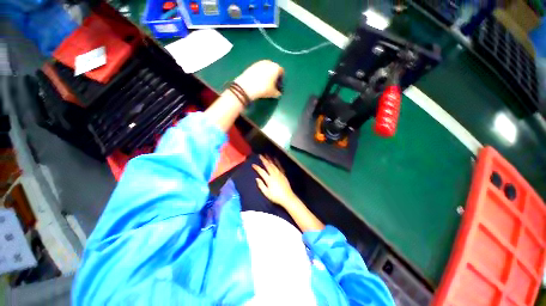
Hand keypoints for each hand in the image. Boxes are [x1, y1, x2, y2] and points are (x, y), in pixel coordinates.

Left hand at [234, 60, 283, 100]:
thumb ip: (278, 93)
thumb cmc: (263, 89)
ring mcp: (260, 62)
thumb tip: (279, 94)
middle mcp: (269, 62)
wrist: (247, 86)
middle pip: (274, 68)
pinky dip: (260, 74)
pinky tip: (258, 81)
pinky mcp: (252, 65)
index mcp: (276, 68)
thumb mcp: (273, 94)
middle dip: (274, 75)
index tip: (278, 85)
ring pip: (266, 68)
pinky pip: (259, 69)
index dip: (281, 79)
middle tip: (272, 84)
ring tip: (264, 83)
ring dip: (267, 74)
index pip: (281, 72)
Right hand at [252, 155, 296, 208]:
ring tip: (267, 156)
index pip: (261, 172)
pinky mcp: (283, 175)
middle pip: (268, 165)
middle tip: (260, 155)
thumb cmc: (276, 196)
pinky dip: (276, 162)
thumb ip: (261, 185)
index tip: (253, 165)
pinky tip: (275, 160)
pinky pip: (279, 167)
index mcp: (269, 179)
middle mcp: (274, 175)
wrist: (287, 197)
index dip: (257, 168)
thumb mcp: (266, 193)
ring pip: (274, 165)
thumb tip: (257, 178)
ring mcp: (279, 174)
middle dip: (264, 160)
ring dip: (270, 160)